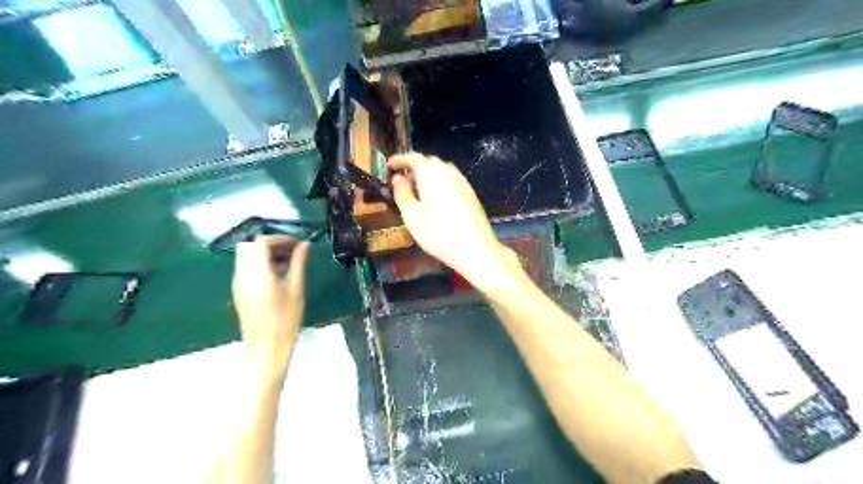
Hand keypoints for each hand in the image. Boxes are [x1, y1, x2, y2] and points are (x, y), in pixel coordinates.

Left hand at [231, 236, 308, 371]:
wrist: (267, 347)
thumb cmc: (286, 318)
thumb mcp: (296, 288)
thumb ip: (298, 263)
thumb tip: (304, 245)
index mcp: (257, 273)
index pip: (262, 243)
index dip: (280, 239)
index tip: (297, 244)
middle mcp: (242, 275)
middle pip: (249, 246)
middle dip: (270, 243)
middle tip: (290, 251)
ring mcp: (238, 283)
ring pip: (246, 256)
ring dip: (264, 253)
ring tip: (286, 263)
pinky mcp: (239, 290)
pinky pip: (246, 267)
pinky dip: (259, 263)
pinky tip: (277, 275)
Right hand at [388, 151, 521, 294]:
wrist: (475, 248)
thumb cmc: (438, 233)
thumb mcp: (411, 215)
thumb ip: (402, 193)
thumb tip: (398, 178)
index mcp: (430, 172)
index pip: (412, 157)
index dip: (399, 159)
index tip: (389, 166)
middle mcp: (448, 171)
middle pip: (428, 162)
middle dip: (413, 168)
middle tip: (401, 183)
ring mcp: (462, 181)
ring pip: (440, 171)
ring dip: (427, 176)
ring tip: (417, 193)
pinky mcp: (470, 193)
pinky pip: (450, 180)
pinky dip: (439, 183)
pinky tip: (436, 200)